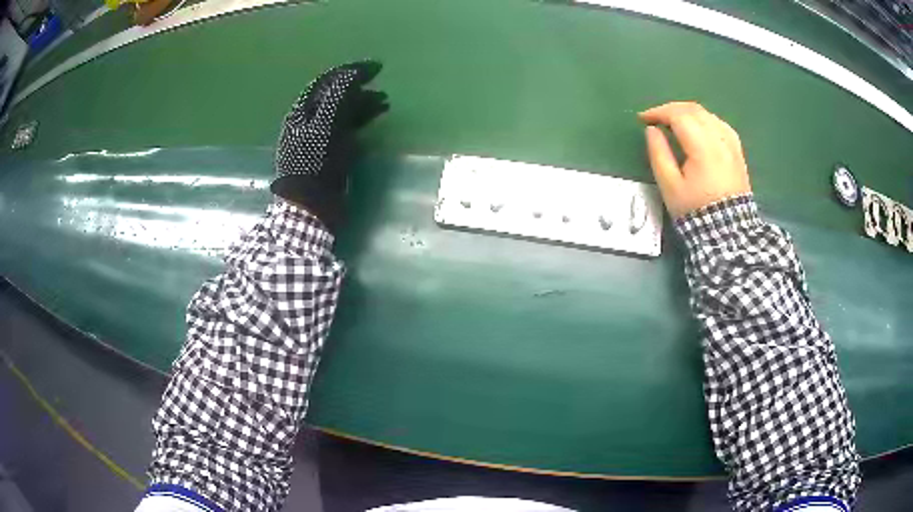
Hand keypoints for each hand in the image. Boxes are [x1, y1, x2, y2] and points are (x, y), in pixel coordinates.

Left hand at [271, 61, 388, 230]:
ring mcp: (319, 136)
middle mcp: (309, 120)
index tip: (376, 68)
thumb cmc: (315, 165)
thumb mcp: (325, 127)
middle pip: (336, 95)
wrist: (311, 205)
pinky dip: (362, 119)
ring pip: (343, 111)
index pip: (326, 82)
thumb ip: (337, 98)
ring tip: (385, 102)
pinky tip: (376, 117)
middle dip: (359, 88)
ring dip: (363, 103)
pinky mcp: (330, 150)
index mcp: (302, 112)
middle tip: (381, 85)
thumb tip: (352, 74)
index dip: (350, 71)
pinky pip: (347, 126)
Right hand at [638, 102, 750, 218]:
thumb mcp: (670, 187)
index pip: (678, 115)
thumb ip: (659, 154)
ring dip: (688, 113)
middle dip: (672, 109)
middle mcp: (719, 139)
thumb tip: (652, 130)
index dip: (658, 112)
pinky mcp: (737, 152)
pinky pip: (720, 125)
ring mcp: (731, 145)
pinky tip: (699, 129)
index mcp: (702, 147)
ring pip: (708, 115)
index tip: (643, 119)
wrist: (728, 232)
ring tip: (675, 123)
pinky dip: (705, 121)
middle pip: (694, 110)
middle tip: (656, 119)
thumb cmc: (696, 210)